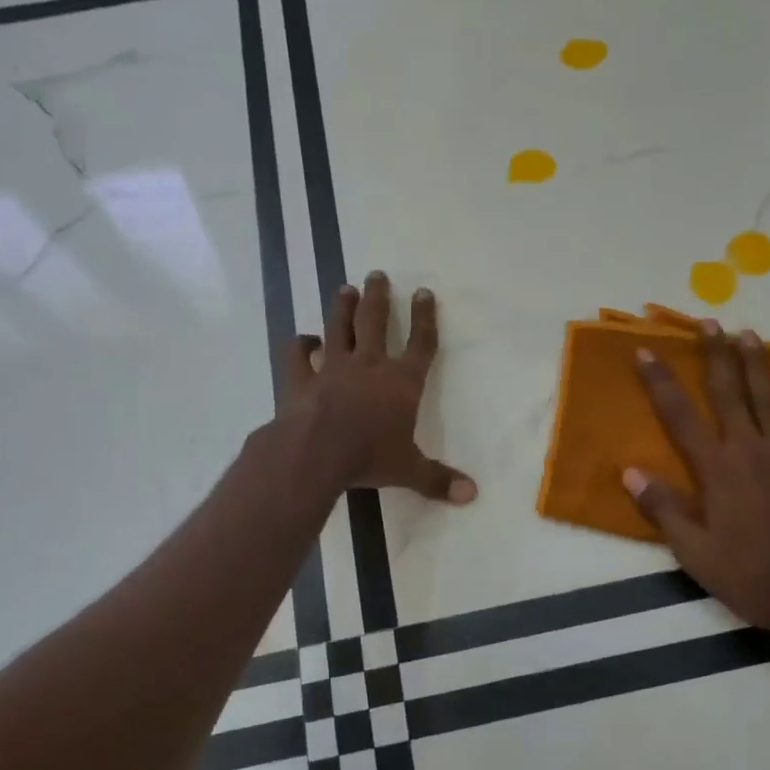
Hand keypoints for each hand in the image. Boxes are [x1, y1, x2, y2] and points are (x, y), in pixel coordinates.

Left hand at [277, 271, 476, 503]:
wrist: (315, 453)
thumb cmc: (369, 457)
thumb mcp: (409, 470)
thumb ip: (438, 479)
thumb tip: (472, 495)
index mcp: (401, 382)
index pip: (420, 343)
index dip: (425, 317)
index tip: (424, 292)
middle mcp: (369, 365)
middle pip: (375, 322)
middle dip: (378, 297)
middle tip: (377, 274)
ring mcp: (332, 368)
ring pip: (338, 328)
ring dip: (342, 308)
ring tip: (345, 289)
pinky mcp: (301, 379)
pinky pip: (298, 356)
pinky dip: (299, 345)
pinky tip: (302, 340)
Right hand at [624, 322, 769, 648]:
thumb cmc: (752, 578)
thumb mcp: (695, 554)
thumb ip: (663, 509)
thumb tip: (629, 471)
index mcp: (717, 470)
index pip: (679, 416)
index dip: (660, 381)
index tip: (645, 351)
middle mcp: (752, 450)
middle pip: (728, 392)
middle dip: (715, 355)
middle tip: (707, 322)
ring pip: (769, 398)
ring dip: (756, 363)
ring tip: (746, 333)